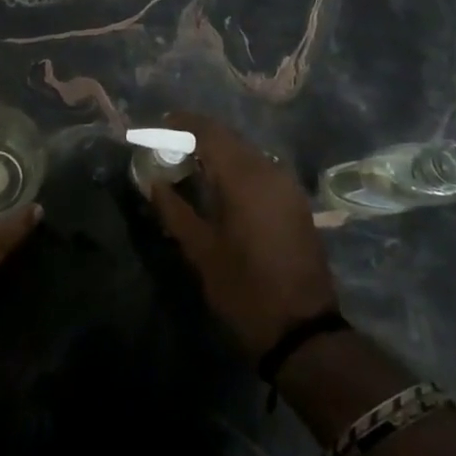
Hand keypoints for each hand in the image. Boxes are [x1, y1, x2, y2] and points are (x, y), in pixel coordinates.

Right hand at [147, 113, 338, 361]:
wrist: (303, 331)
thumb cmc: (244, 289)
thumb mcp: (200, 251)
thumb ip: (173, 209)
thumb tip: (152, 181)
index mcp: (244, 177)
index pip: (209, 131)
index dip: (183, 123)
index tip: (160, 127)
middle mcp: (269, 171)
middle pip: (229, 138)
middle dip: (199, 137)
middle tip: (170, 148)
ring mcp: (287, 186)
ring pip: (246, 153)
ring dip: (219, 153)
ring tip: (191, 167)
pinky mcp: (296, 202)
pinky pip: (261, 170)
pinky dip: (238, 169)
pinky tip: (221, 188)